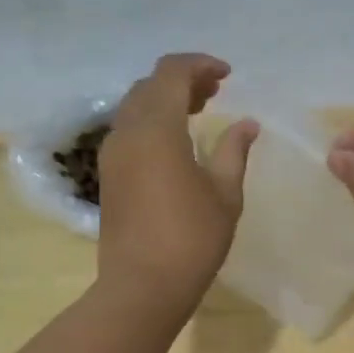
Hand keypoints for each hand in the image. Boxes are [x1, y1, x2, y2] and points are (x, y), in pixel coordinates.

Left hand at [96, 54, 257, 311]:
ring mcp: (111, 154)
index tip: (227, 76)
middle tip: (215, 93)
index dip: (200, 65)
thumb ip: (234, 151)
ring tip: (198, 112)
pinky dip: (152, 122)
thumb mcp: (225, 193)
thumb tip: (246, 124)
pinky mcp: (108, 175)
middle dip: (183, 80)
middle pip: (150, 86)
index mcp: (156, 129)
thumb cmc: (191, 240)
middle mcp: (127, 132)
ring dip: (165, 100)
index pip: (171, 73)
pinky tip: (176, 142)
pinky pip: (128, 130)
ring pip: (135, 107)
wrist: (141, 287)